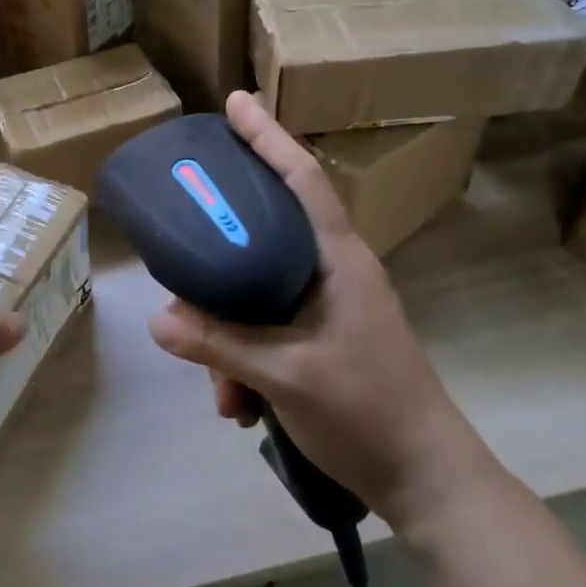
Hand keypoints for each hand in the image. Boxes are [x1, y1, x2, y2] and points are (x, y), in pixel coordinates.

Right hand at [147, 92, 496, 527]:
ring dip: (229, 339)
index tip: (235, 103)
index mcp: (339, 260)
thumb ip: (219, 344)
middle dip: (221, 256)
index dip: (268, 137)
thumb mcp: (285, 376)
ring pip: (257, 293)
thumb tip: (158, 320)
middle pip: (264, 235)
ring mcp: (329, 306)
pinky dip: (244, 361)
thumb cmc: (368, 413)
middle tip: (184, 240)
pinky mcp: (321, 337)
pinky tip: (239, 405)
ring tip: (224, 391)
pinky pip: (266, 329)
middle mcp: (333, 271)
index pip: (302, 180)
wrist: (427, 483)